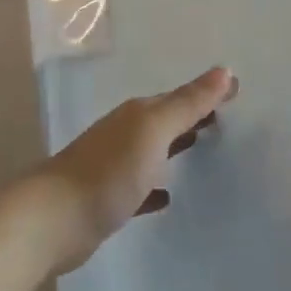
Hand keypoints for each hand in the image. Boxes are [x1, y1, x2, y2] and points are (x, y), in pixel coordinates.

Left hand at [37, 67, 236, 271]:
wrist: (54, 219)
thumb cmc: (109, 170)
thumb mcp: (153, 131)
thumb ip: (186, 104)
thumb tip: (224, 70)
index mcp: (136, 114)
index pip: (178, 97)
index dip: (206, 93)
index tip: (236, 91)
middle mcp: (124, 134)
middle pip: (165, 120)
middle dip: (192, 116)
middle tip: (226, 119)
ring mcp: (113, 166)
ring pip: (153, 151)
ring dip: (175, 147)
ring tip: (205, 149)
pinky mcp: (107, 199)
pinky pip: (140, 186)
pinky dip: (157, 186)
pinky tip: (168, 196)